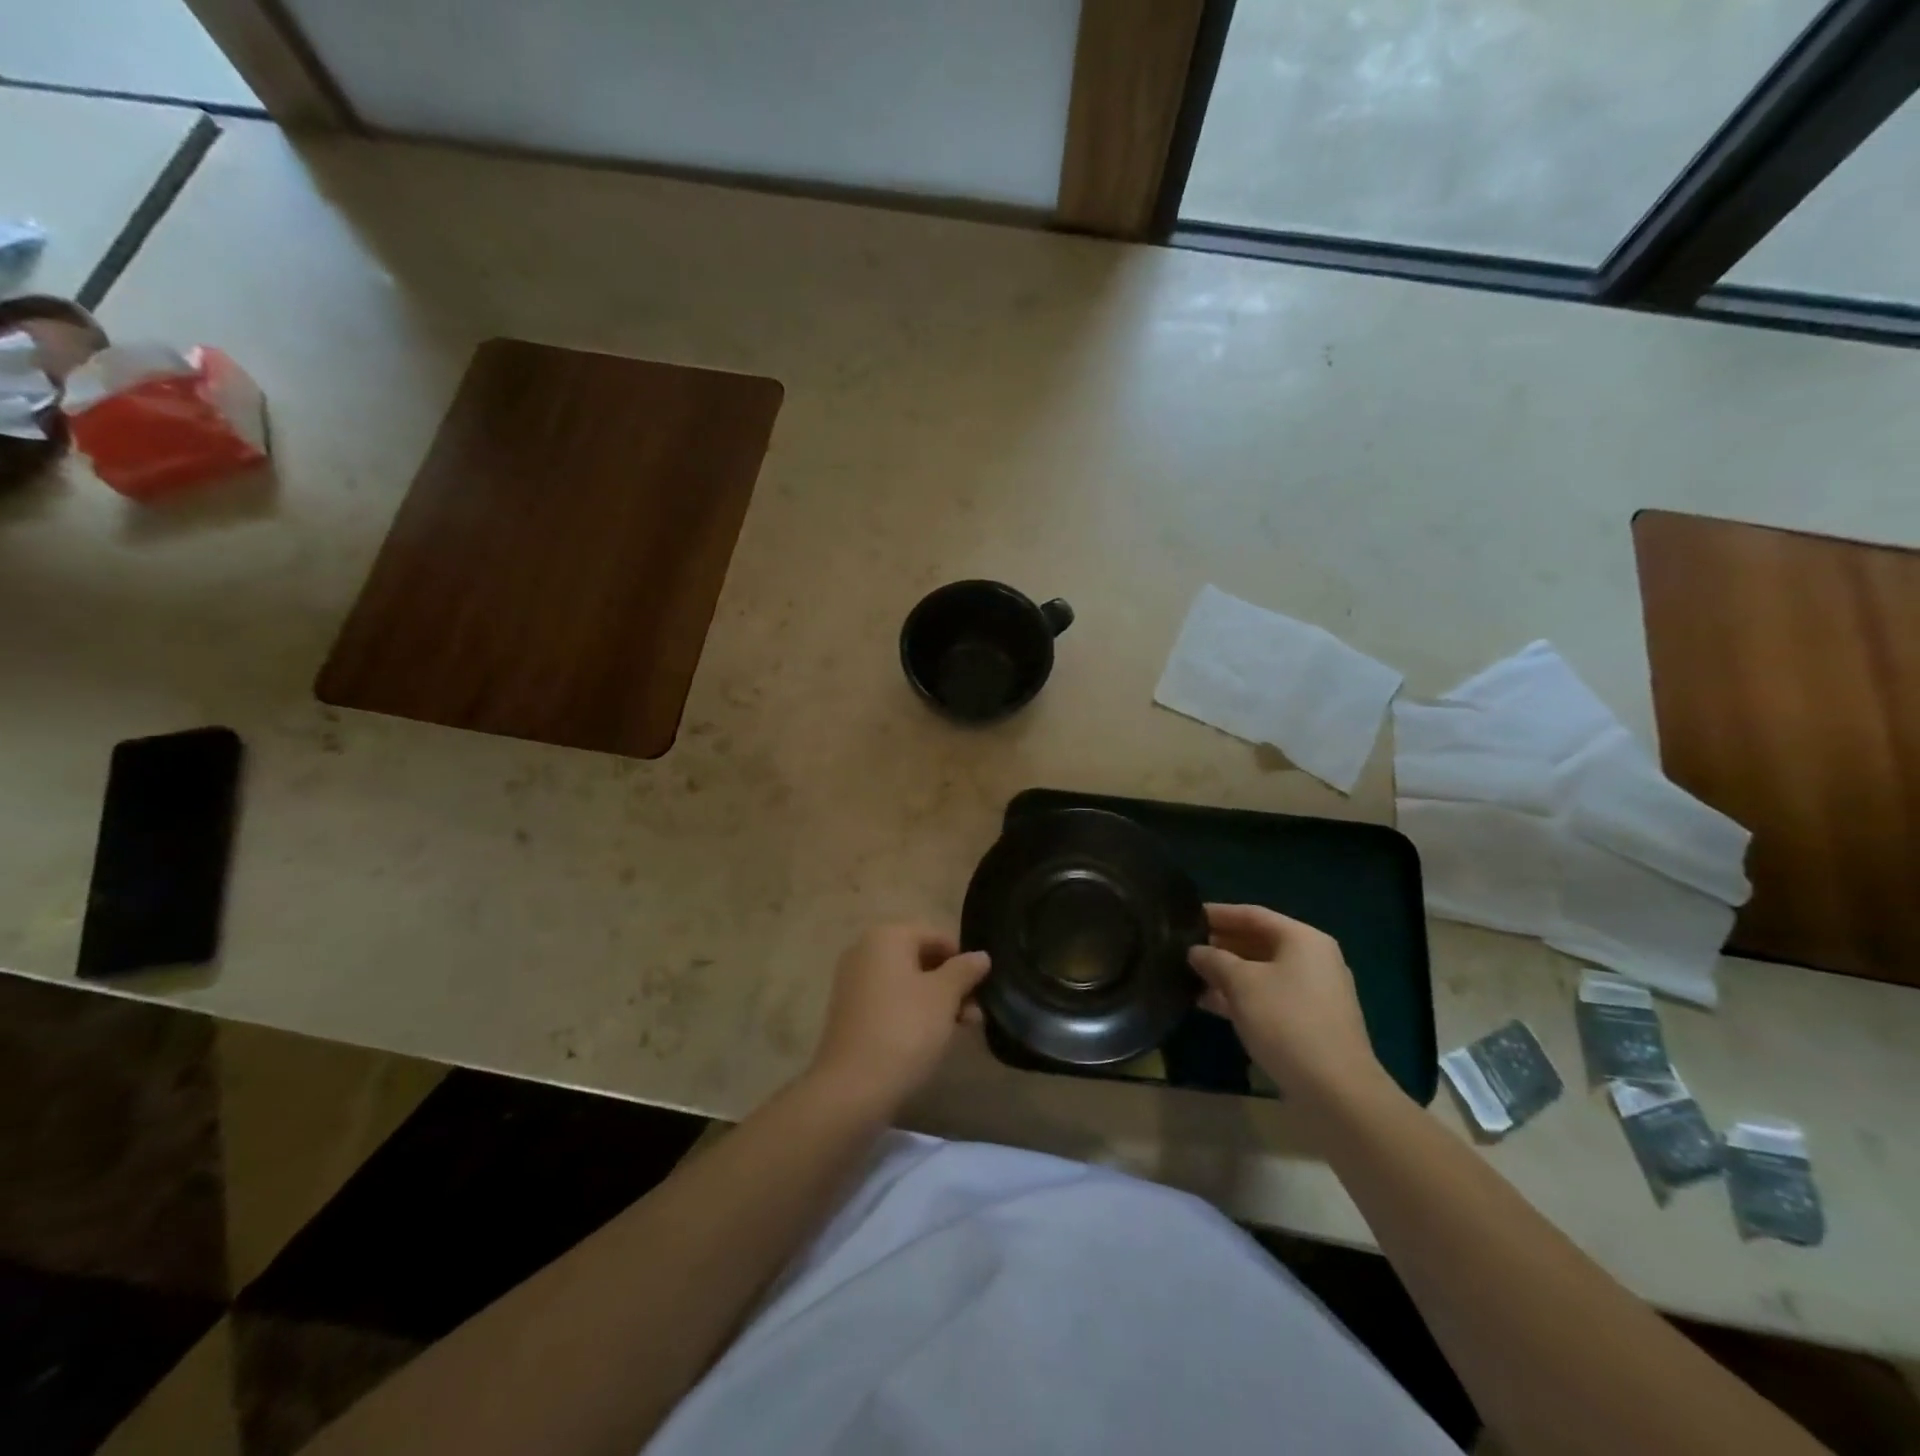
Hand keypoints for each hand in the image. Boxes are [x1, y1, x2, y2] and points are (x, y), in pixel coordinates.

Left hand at [807, 924, 989, 1117]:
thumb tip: (981, 956)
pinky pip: (889, 1001)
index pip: (936, 936)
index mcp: (886, 936)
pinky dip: (912, 1012)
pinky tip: (932, 1038)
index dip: (963, 960)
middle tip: (975, 1013)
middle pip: (920, 958)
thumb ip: (965, 970)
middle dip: (951, 983)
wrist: (852, 1087)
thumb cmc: (905, 1029)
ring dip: (936, 1001)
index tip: (982, 988)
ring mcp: (853, 982)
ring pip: (906, 982)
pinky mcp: (849, 1012)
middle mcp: (864, 950)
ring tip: (962, 1029)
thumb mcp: (944, 996)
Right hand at [1189, 904, 1395, 1125]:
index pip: (1252, 915)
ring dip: (1228, 972)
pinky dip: (1242, 996)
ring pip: (1262, 972)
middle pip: (1259, 941)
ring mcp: (1314, 992)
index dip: (1218, 914)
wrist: (1336, 1090)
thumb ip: (1214, 960)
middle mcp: (1313, 959)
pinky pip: (1269, 996)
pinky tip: (1209, 1003)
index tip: (1187, 916)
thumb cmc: (1286, 1021)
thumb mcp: (1241, 984)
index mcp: (1303, 939)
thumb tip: (1196, 951)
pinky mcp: (1310, 1021)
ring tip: (1189, 974)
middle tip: (1184, 946)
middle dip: (1221, 944)